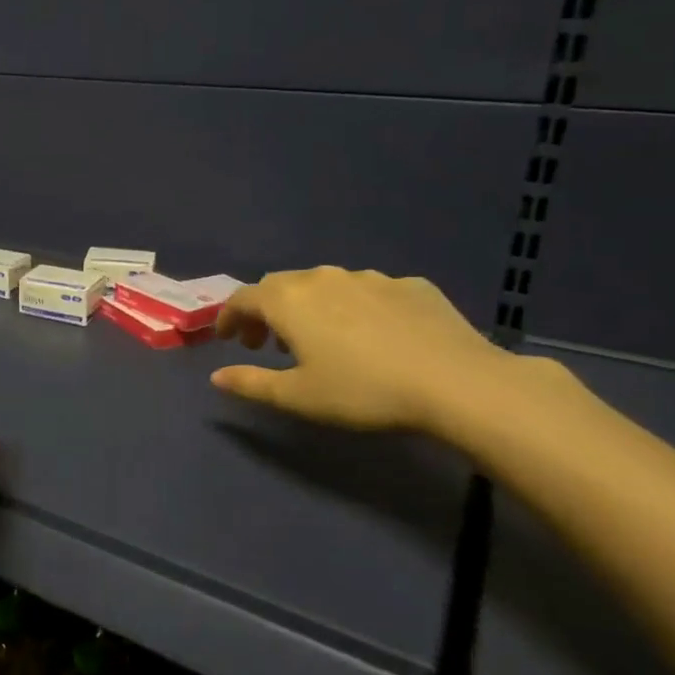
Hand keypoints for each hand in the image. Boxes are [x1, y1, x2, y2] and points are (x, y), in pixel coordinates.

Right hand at [210, 267, 509, 432]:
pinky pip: (368, 291)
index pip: (243, 297)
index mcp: (289, 301)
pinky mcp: (410, 285)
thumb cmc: (363, 391)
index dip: (228, 316)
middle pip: (280, 285)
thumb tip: (216, 376)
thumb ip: (251, 383)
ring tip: (318, 339)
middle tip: (266, 342)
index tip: (226, 338)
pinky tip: (371, 334)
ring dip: (309, 307)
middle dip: (265, 311)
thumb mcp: (298, 397)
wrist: (457, 383)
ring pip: (324, 284)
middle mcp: (323, 277)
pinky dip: (354, 307)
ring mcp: (370, 278)